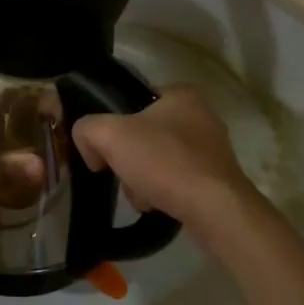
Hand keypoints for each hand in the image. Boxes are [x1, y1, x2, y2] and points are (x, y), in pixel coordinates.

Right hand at [73, 86, 263, 235]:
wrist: (215, 211)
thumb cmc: (165, 161)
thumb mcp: (110, 135)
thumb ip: (86, 129)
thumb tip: (89, 147)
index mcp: (181, 93)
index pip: (132, 100)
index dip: (113, 123)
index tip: (105, 147)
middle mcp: (201, 115)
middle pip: (143, 133)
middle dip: (128, 157)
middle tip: (122, 173)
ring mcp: (212, 149)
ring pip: (158, 159)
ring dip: (142, 178)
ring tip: (141, 194)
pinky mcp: (217, 179)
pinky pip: (176, 180)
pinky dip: (163, 192)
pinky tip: (158, 205)